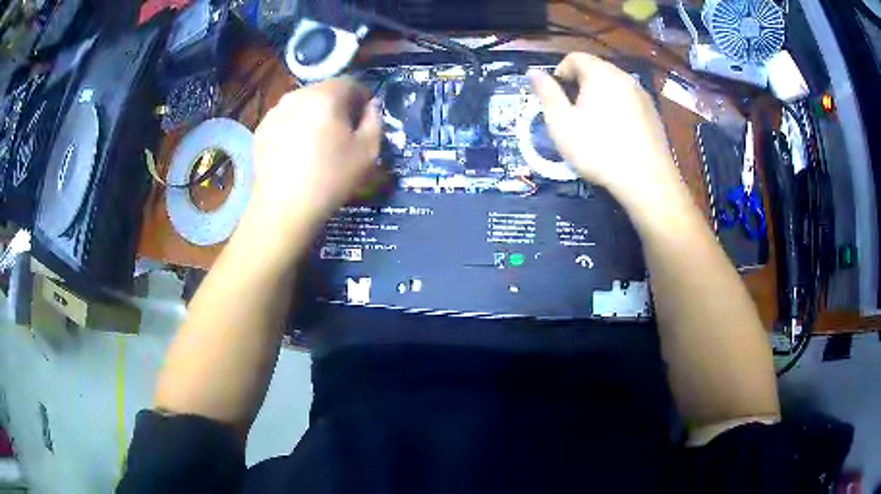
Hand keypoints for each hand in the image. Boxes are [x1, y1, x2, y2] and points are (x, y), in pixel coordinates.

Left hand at [250, 78, 380, 235]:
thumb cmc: (331, 178)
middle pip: (324, 90)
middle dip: (336, 105)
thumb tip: (371, 106)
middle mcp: (297, 95)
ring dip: (313, 115)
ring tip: (315, 144)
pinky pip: (284, 119)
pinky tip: (295, 152)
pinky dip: (293, 127)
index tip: (363, 119)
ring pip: (302, 104)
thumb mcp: (368, 151)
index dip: (361, 98)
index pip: (350, 82)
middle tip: (341, 133)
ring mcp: (275, 111)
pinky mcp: (260, 129)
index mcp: (326, 95)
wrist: (284, 207)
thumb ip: (375, 120)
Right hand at [528, 53, 684, 210]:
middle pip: (595, 69)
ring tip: (594, 126)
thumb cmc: (598, 149)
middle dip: (579, 85)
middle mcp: (623, 77)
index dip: (560, 73)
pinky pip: (628, 101)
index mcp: (600, 74)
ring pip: (613, 86)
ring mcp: (642, 95)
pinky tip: (616, 135)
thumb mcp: (562, 123)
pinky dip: (617, 109)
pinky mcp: (653, 113)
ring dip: (599, 97)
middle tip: (573, 114)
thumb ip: (546, 93)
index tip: (557, 98)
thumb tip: (533, 72)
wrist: (647, 180)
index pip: (574, 57)